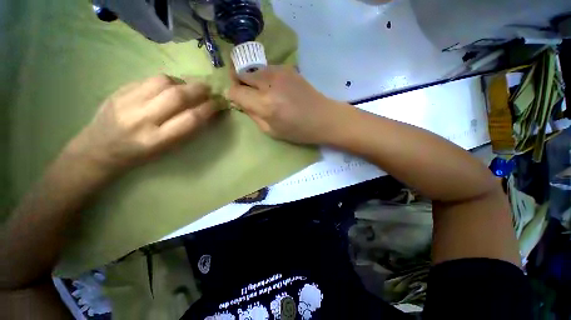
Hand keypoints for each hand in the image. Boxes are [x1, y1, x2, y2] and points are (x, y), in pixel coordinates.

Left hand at [66, 75, 217, 173]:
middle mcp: (142, 119)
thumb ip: (185, 130)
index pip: (190, 119)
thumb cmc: (139, 155)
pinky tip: (171, 85)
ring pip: (162, 82)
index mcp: (157, 140)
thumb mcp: (166, 149)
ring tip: (189, 87)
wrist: (98, 149)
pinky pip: (149, 79)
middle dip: (198, 90)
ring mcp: (127, 102)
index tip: (219, 104)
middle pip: (177, 96)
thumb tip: (204, 112)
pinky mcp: (119, 91)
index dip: (208, 109)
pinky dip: (166, 80)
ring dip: (182, 82)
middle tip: (209, 89)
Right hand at [227, 66, 344, 144]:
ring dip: (252, 80)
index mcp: (265, 104)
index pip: (236, 91)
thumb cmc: (298, 131)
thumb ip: (253, 115)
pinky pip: (266, 69)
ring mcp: (279, 72)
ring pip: (253, 69)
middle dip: (239, 83)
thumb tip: (240, 102)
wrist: (323, 118)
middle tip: (247, 94)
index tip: (237, 100)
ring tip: (262, 92)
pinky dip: (264, 78)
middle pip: (241, 74)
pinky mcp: (287, 68)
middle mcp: (269, 83)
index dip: (233, 95)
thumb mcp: (271, 131)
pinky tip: (274, 88)